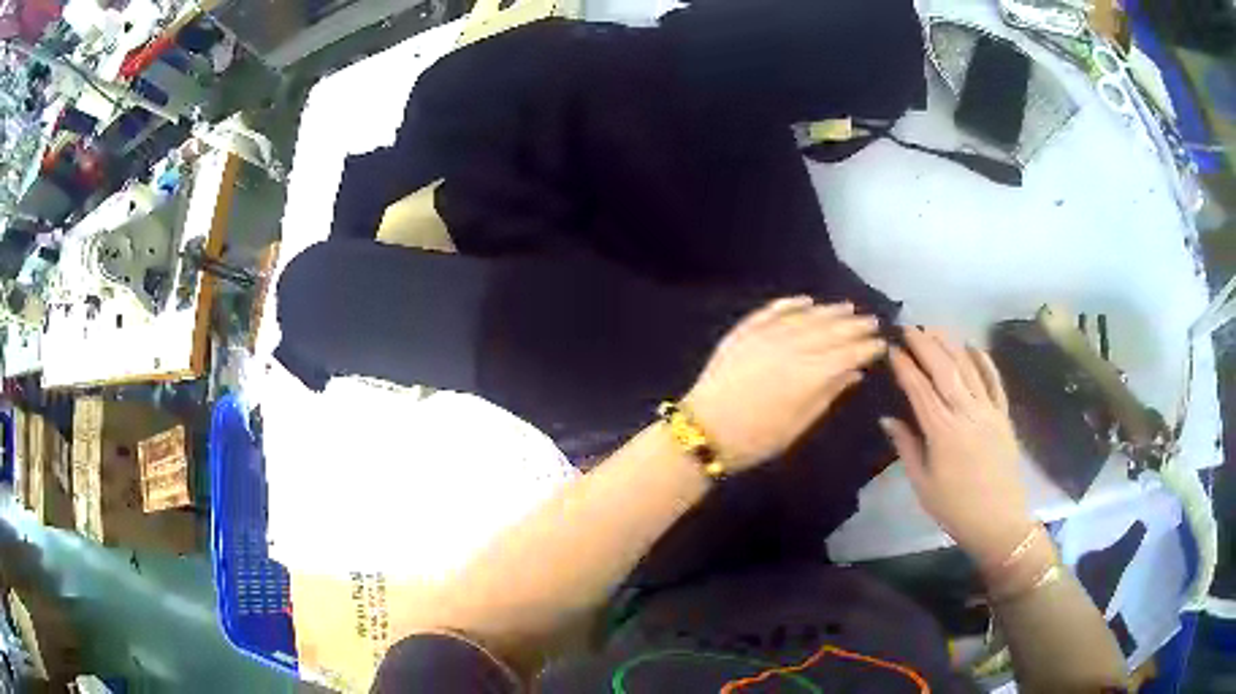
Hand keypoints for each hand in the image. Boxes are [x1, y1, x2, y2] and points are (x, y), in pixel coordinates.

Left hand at [683, 296, 885, 472]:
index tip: (881, 343)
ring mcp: (765, 335)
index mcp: (808, 374)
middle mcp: (791, 346)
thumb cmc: (755, 439)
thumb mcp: (798, 425)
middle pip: (830, 331)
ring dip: (829, 311)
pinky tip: (806, 300)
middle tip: (872, 321)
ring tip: (848, 307)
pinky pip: (772, 311)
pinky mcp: (743, 332)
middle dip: (854, 325)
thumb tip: (854, 374)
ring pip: (804, 316)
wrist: (703, 430)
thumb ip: (827, 395)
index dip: (866, 348)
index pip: (846, 354)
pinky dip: (791, 304)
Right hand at [881, 327, 1033, 568]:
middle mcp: (967, 413)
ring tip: (936, 327)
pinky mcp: (1004, 416)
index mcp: (943, 432)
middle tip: (910, 327)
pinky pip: (995, 382)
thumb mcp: (923, 485)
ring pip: (969, 369)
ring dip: (952, 345)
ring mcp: (989, 412)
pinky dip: (985, 361)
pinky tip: (974, 346)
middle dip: (925, 345)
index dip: (905, 367)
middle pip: (945, 370)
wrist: (998, 522)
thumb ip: (907, 448)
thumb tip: (887, 419)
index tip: (892, 348)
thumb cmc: (955, 509)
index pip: (920, 390)